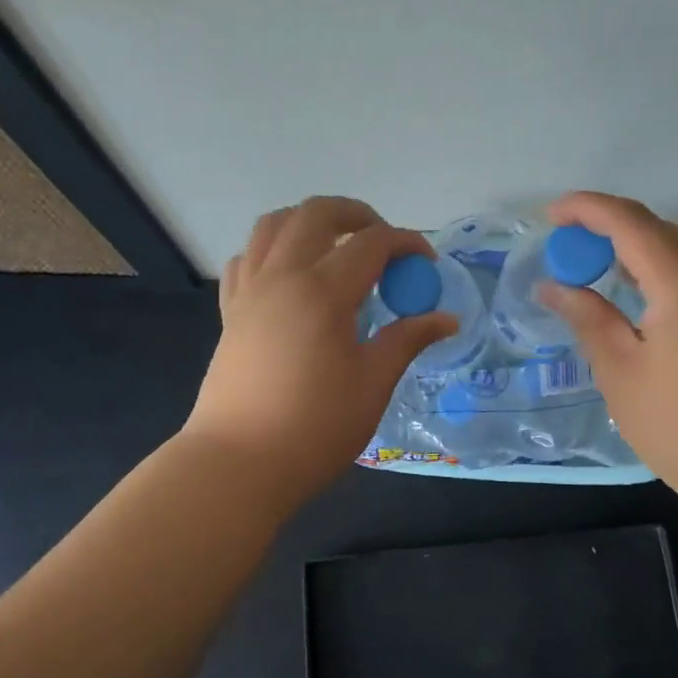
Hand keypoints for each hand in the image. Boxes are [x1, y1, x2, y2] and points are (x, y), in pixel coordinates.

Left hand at [183, 197, 456, 501]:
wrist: (238, 464)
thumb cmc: (314, 428)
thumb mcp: (373, 384)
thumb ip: (407, 340)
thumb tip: (446, 319)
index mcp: (323, 290)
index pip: (372, 243)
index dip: (406, 243)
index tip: (426, 263)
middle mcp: (282, 276)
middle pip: (317, 213)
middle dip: (357, 214)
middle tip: (383, 241)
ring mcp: (250, 291)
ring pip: (274, 225)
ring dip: (309, 221)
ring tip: (336, 245)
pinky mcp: (231, 312)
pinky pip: (247, 258)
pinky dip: (272, 250)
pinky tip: (290, 276)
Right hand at [538, 191, 677, 504]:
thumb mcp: (622, 373)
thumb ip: (587, 317)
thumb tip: (553, 286)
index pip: (628, 221)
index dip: (585, 209)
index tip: (550, 215)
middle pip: (659, 230)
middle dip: (610, 233)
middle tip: (572, 258)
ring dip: (642, 252)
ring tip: (606, 279)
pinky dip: (672, 271)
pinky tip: (653, 303)